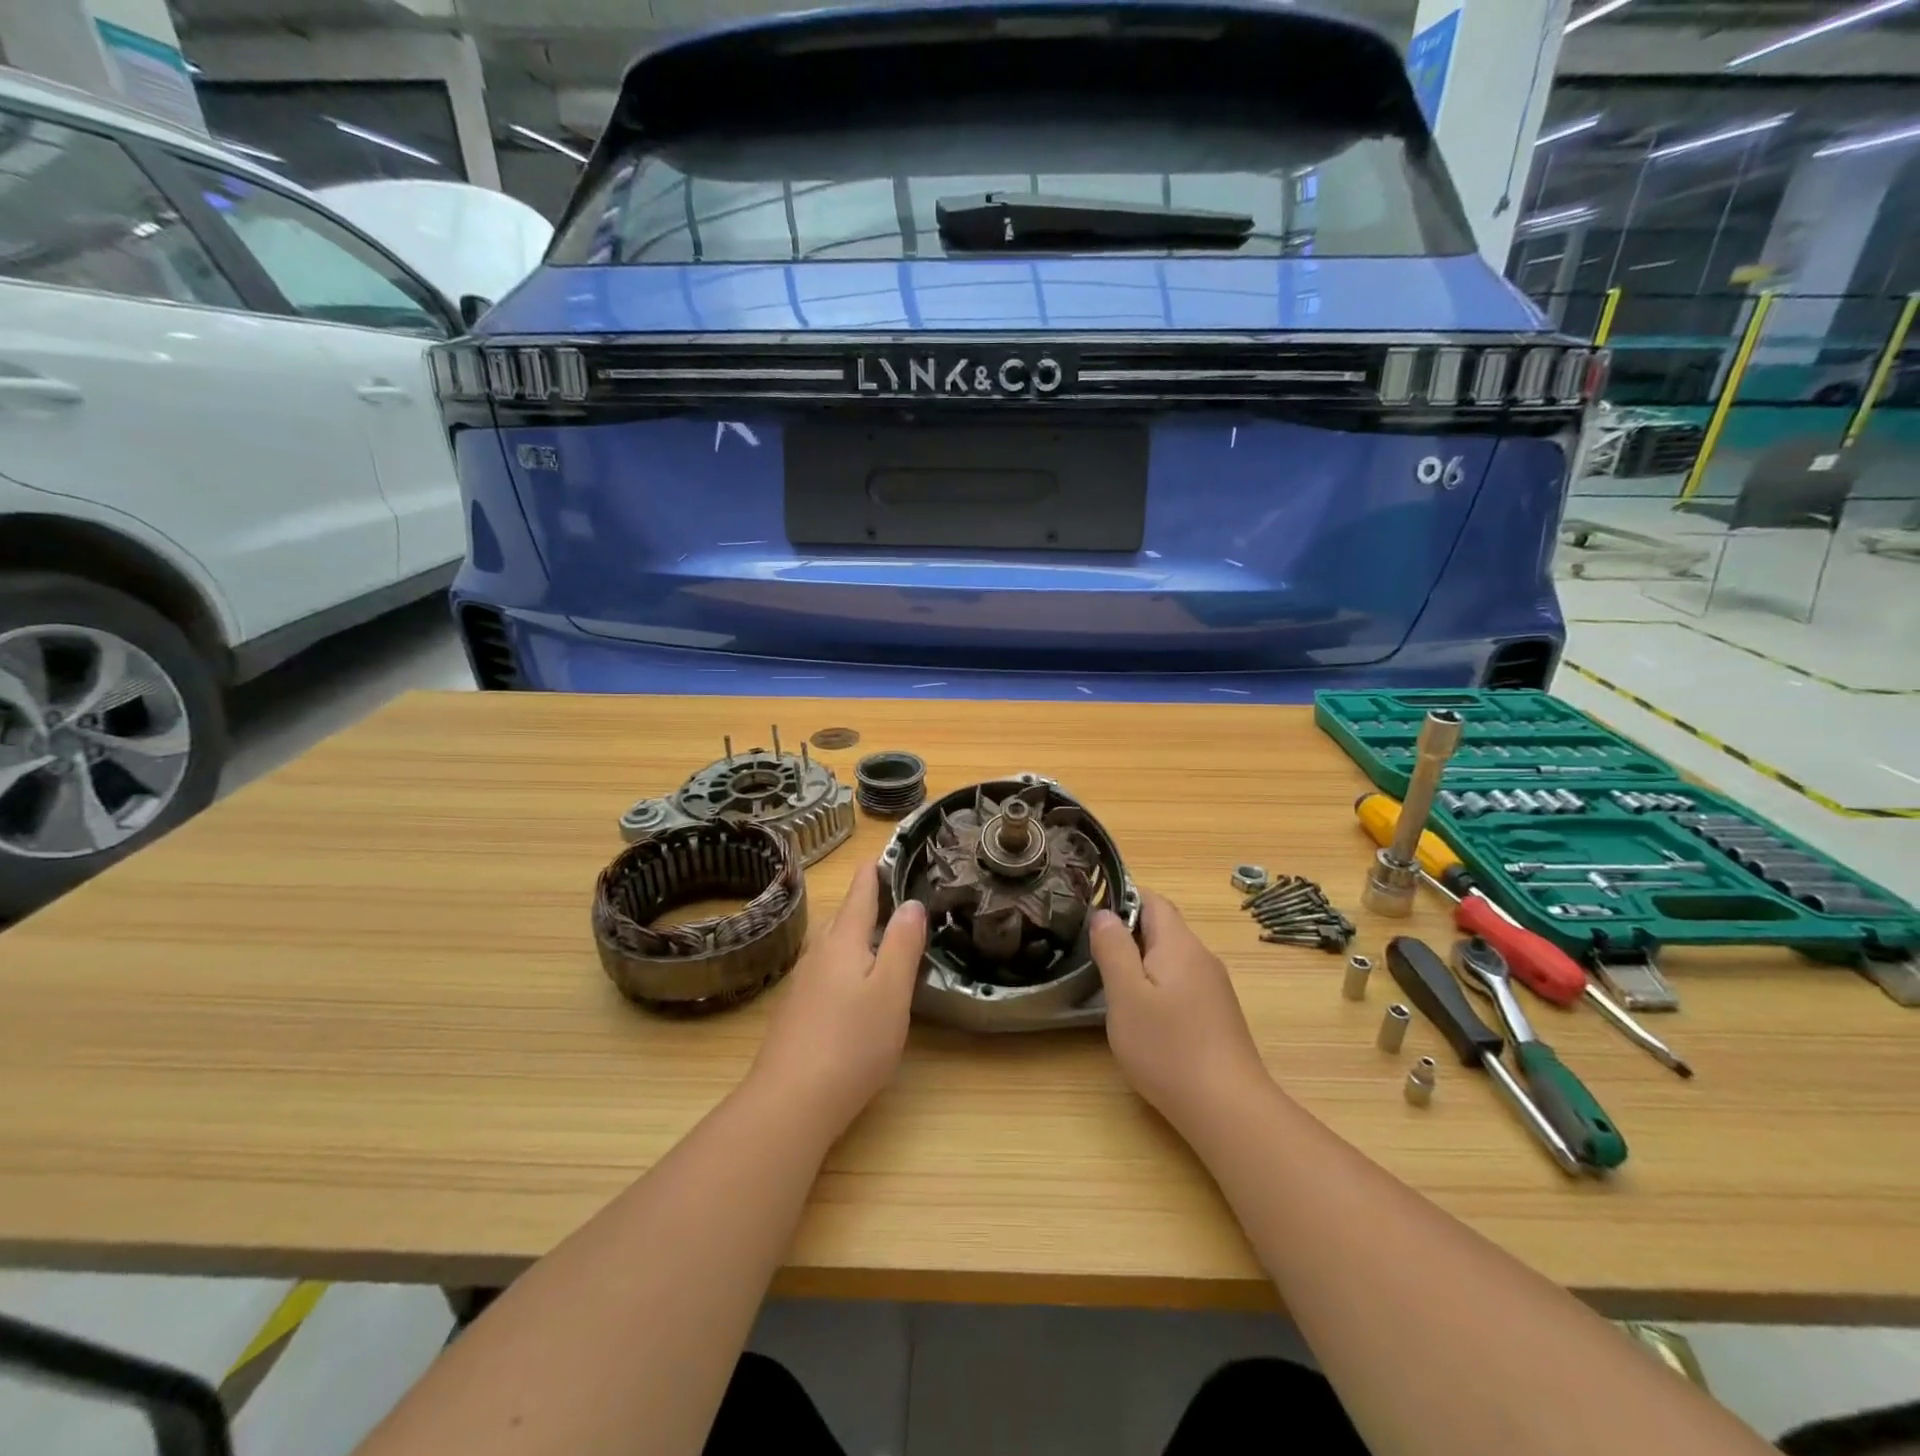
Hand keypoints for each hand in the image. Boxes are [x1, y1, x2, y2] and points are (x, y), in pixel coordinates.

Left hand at [750, 858, 927, 1134]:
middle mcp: (818, 956)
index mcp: (843, 943)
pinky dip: (844, 965)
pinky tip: (852, 986)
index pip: (859, 896)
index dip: (871, 875)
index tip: (879, 854)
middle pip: (842, 920)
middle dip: (863, 903)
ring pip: (832, 948)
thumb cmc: (851, 1042)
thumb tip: (912, 903)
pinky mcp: (796, 1015)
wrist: (789, 1103)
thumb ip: (903, 945)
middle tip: (888, 893)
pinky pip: (825, 973)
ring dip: (853, 935)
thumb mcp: (891, 991)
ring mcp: (802, 986)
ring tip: (877, 935)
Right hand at [1090, 889, 1270, 1134]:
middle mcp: (1202, 957)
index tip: (1091, 916)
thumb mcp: (1126, 995)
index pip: (1152, 899)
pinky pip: (1182, 983)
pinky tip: (1144, 1015)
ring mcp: (1214, 987)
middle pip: (1163, 928)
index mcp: (1179, 944)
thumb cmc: (1168, 1048)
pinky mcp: (1217, 1015)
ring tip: (1111, 984)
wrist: (1228, 1109)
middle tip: (1093, 953)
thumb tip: (1104, 913)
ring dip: (1141, 962)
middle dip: (1128, 933)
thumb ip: (1113, 948)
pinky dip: (1158, 986)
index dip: (1121, 899)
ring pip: (1171, 958)